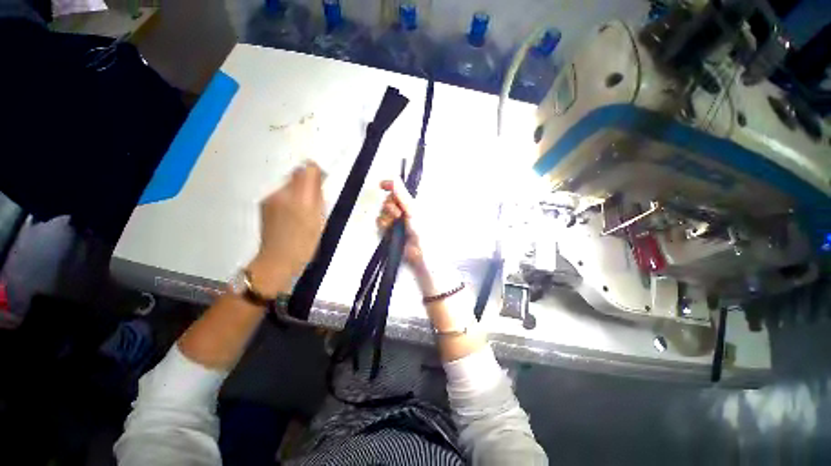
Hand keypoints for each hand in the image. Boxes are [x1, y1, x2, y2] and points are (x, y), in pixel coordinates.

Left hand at [249, 162, 323, 295]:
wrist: (278, 261)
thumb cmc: (305, 243)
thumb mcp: (319, 219)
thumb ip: (317, 194)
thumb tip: (315, 173)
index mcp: (299, 196)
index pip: (308, 169)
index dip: (316, 175)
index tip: (321, 188)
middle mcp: (281, 192)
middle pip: (297, 176)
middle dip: (307, 186)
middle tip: (314, 207)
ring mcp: (270, 199)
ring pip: (289, 186)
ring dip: (298, 194)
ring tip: (303, 215)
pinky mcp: (264, 206)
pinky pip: (281, 196)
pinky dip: (289, 201)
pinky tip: (291, 218)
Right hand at [377, 179, 425, 271]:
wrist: (419, 252)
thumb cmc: (422, 231)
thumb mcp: (412, 209)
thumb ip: (401, 194)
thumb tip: (395, 178)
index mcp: (411, 204)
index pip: (398, 191)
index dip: (390, 186)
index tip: (382, 185)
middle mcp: (403, 211)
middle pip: (388, 201)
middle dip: (390, 206)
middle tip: (398, 212)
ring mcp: (395, 221)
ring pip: (382, 212)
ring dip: (387, 216)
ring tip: (396, 222)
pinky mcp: (389, 231)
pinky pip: (380, 223)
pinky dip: (383, 224)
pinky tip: (389, 227)